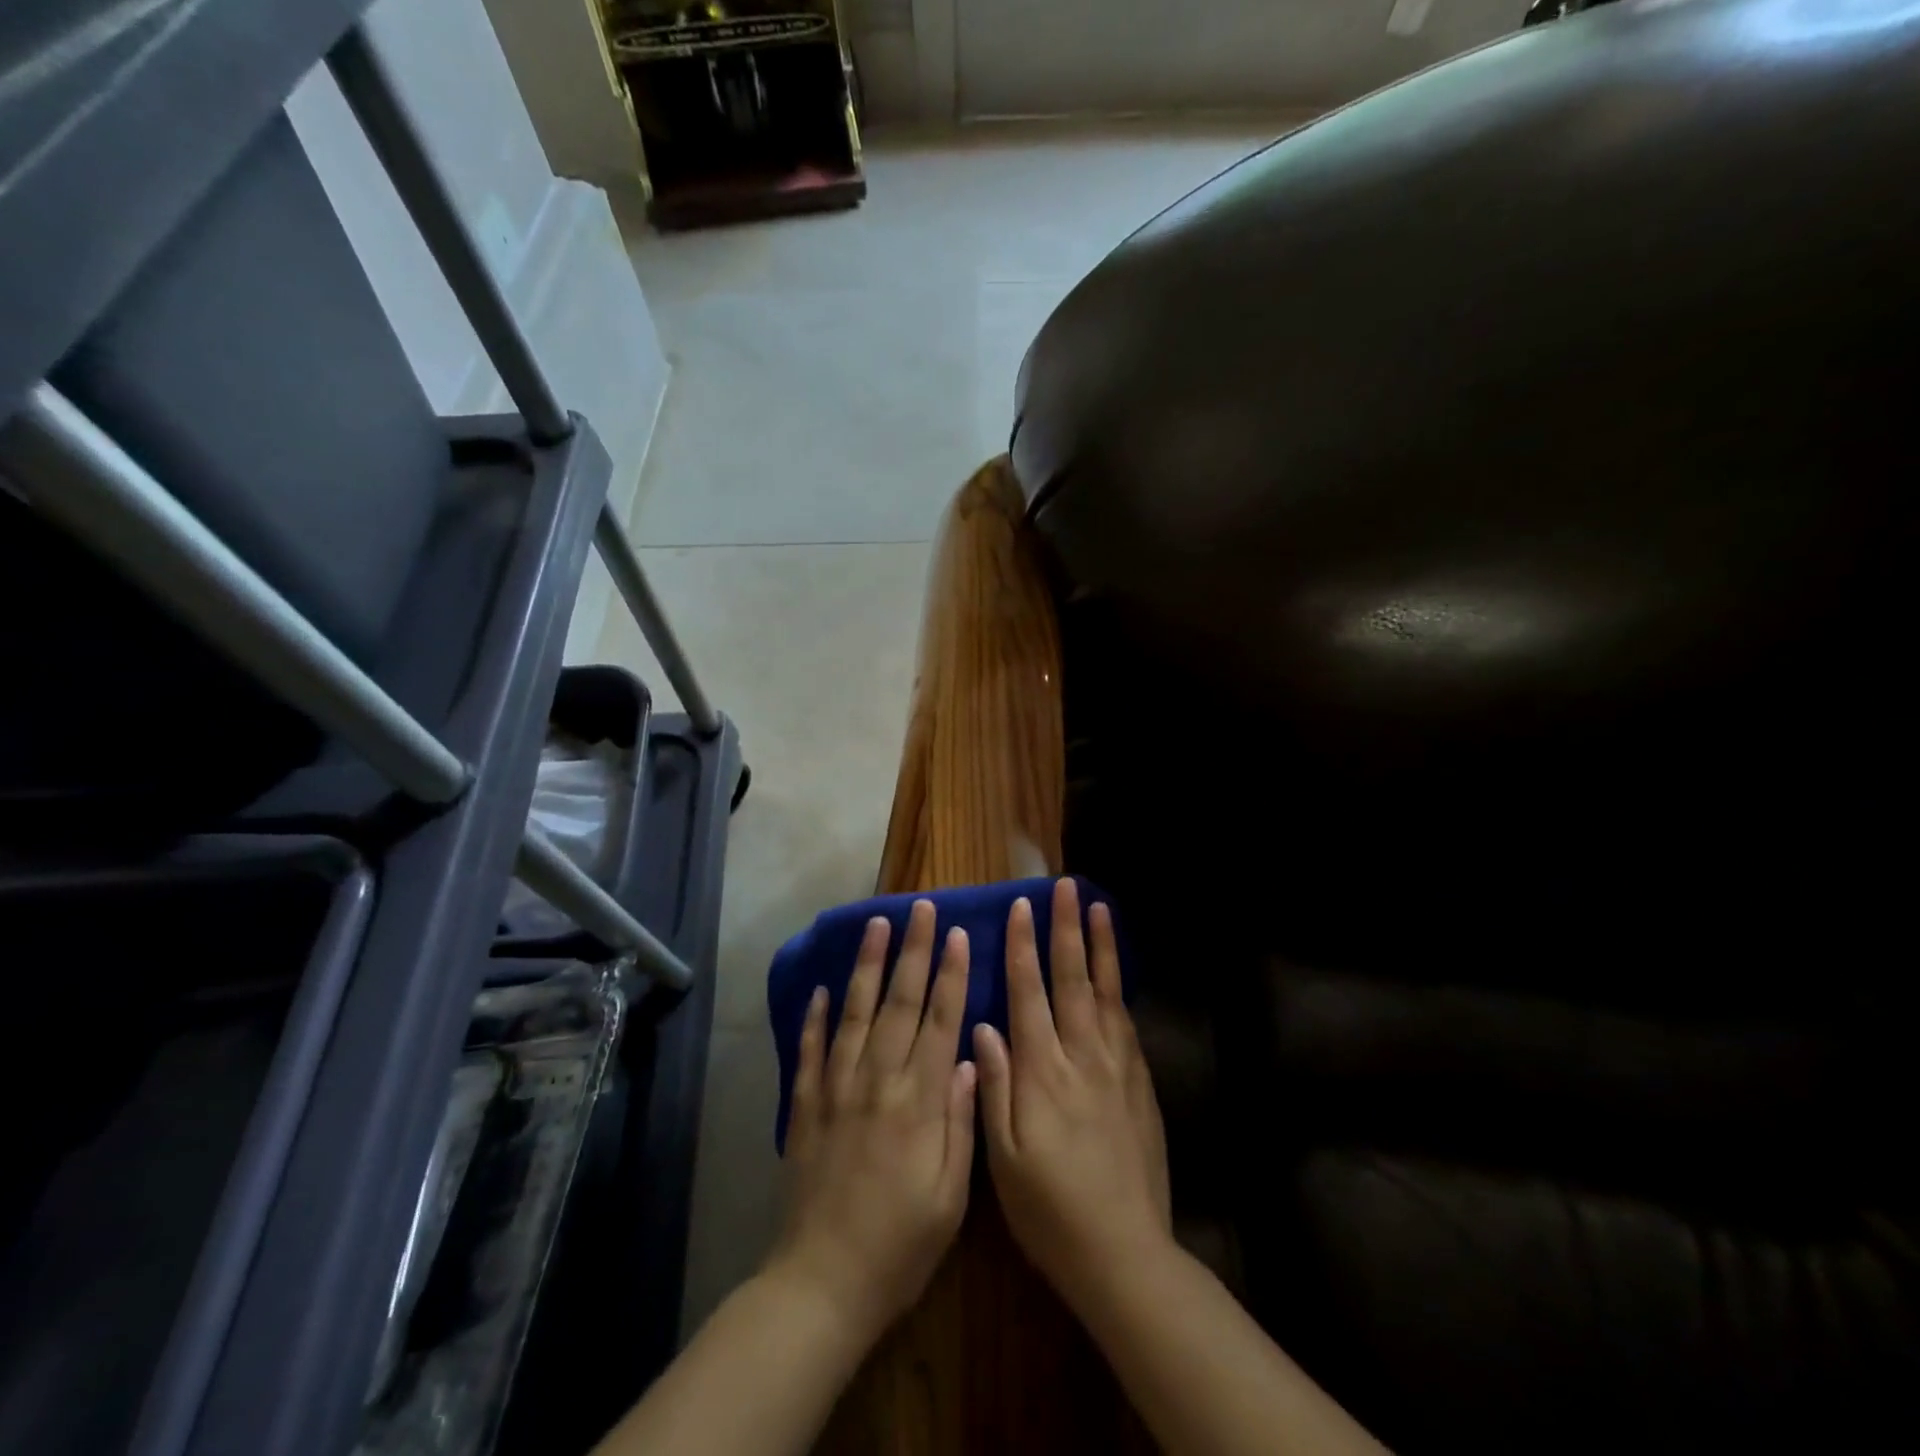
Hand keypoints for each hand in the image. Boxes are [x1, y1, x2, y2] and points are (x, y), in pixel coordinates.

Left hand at [767, 900, 976, 1345]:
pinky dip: (815, 1016)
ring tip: (876, 925)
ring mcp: (837, 1089)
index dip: (952, 974)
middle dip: (914, 951)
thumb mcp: (951, 1197)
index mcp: (919, 1101)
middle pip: (900, 1003)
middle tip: (922, 909)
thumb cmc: (900, 1245)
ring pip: (855, 1013)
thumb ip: (962, 1122)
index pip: (941, 1021)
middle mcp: (878, 1081)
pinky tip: (820, 987)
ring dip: (867, 966)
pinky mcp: (807, 1106)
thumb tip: (971, 1059)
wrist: (822, 1284)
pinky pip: (811, 1050)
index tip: (959, 934)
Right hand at [974, 878, 1171, 1313]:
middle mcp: (1082, 1058)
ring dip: (1101, 948)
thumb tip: (984, 1026)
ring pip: (1106, 993)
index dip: (1022, 948)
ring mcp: (1117, 1069)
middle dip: (1066, 930)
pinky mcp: (1140, 1086)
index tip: (1021, 908)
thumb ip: (995, 1085)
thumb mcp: (1003, 1158)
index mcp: (1042, 1072)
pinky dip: (1120, 991)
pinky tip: (1117, 975)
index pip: (1029, 994)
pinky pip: (1127, 1025)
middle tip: (1066, 888)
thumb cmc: (1049, 1209)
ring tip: (1099, 908)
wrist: (1124, 1253)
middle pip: (1073, 980)